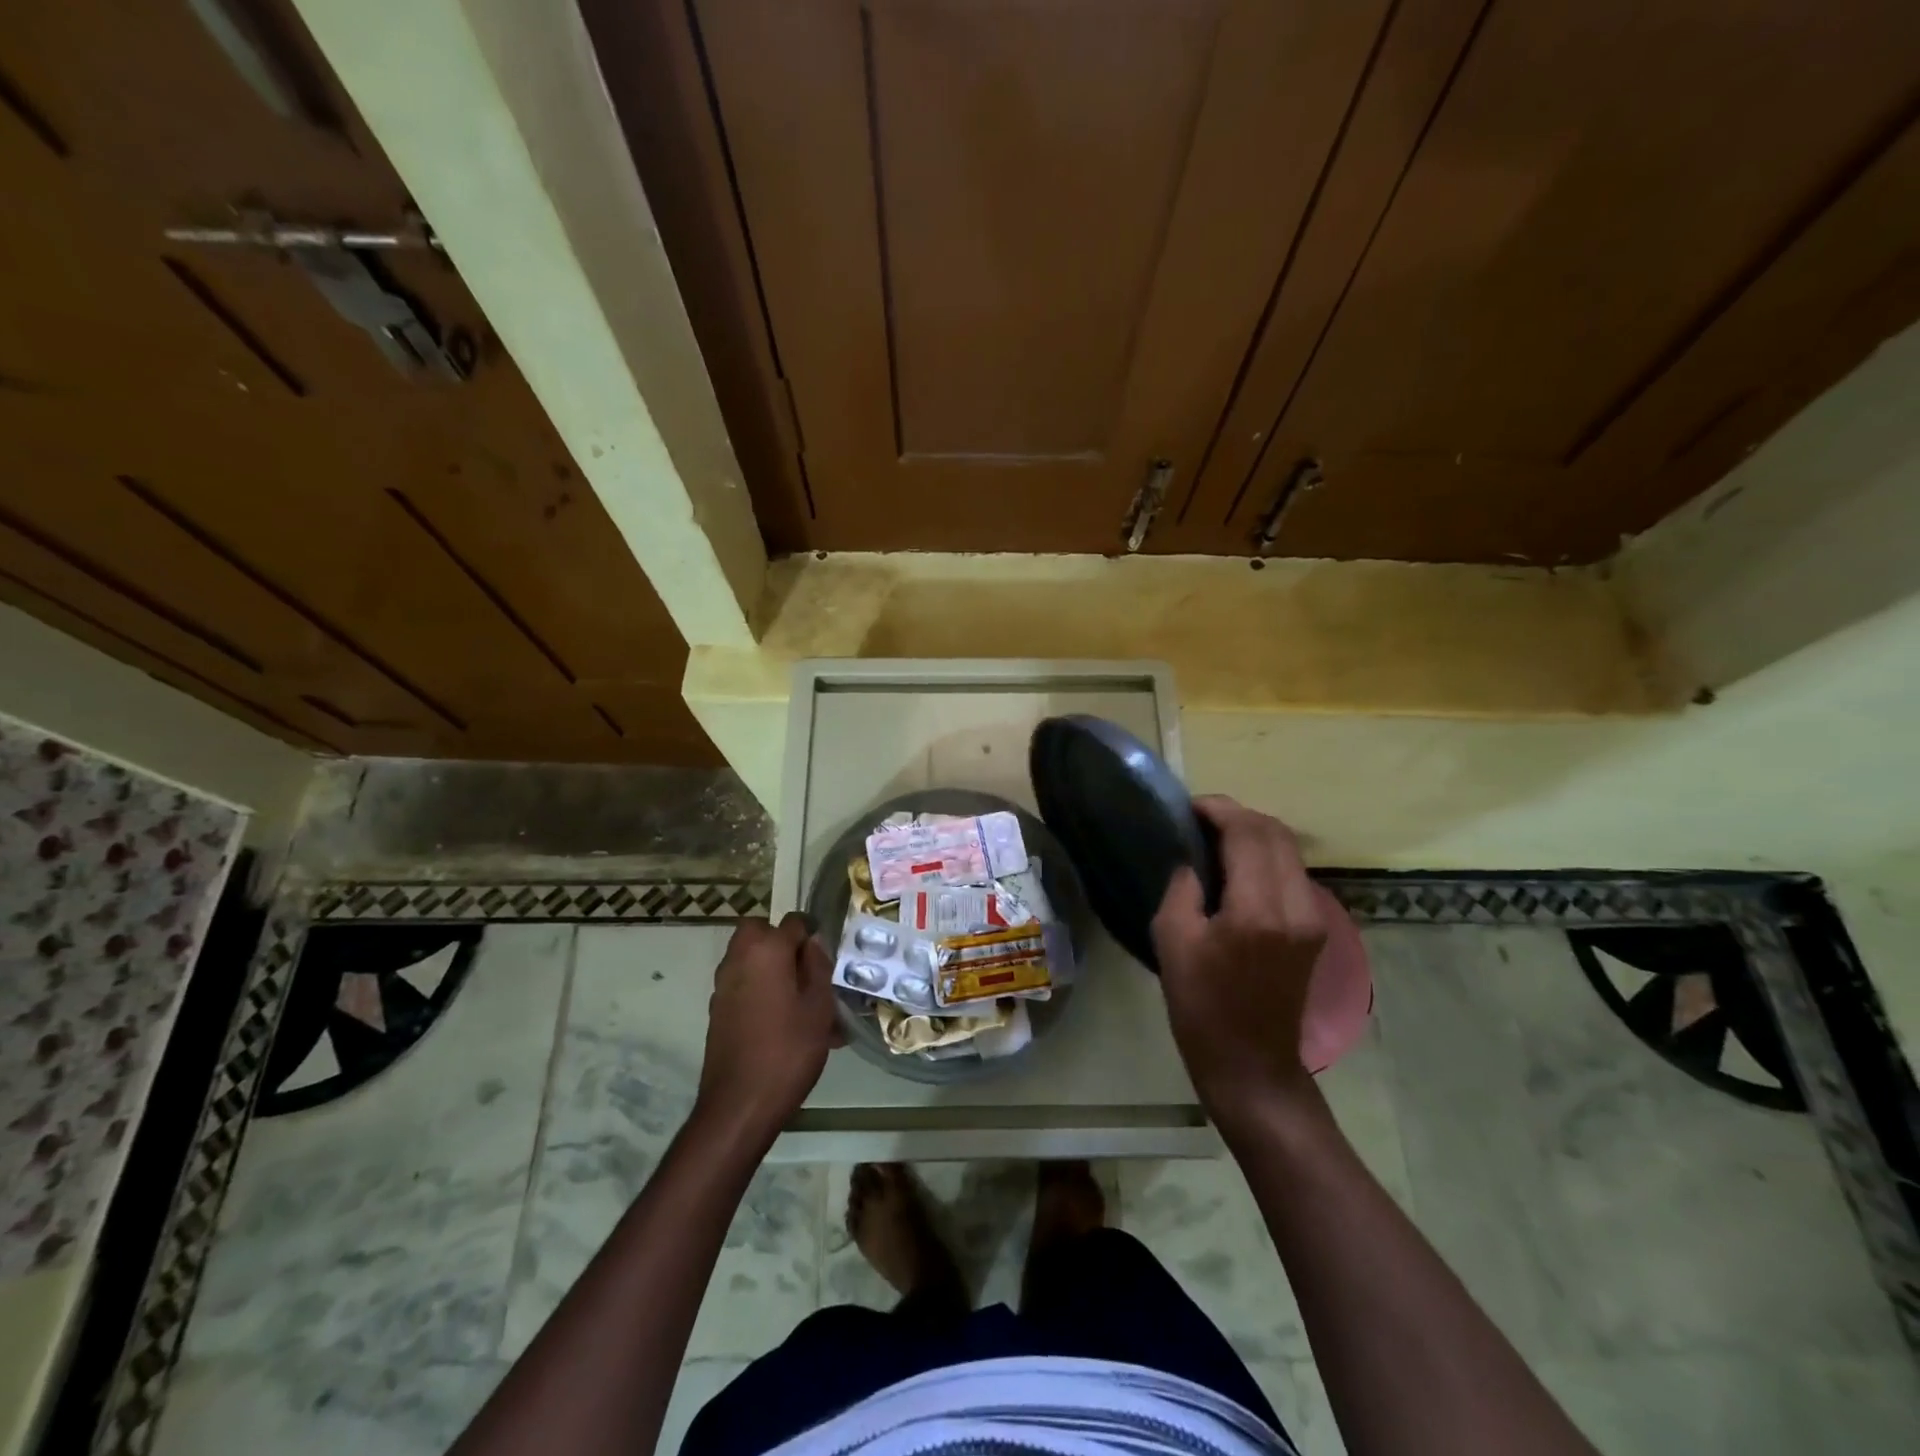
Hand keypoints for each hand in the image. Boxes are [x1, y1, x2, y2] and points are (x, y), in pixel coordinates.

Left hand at [696, 914, 840, 1138]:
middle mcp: (738, 959)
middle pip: (760, 932)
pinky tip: (782, 1023)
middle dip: (783, 943)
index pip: (793, 922)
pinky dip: (761, 990)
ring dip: (771, 967)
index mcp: (766, 950)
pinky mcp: (718, 1010)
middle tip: (806, 971)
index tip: (827, 959)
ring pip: (751, 959)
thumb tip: (812, 942)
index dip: (813, 935)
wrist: (739, 1105)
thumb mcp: (818, 1007)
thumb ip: (817, 967)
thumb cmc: (788, 1050)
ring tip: (800, 1002)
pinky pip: (744, 985)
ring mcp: (723, 985)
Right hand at [1151, 797, 1325, 1123]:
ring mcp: (1313, 918)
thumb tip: (1192, 861)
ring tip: (1215, 839)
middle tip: (1200, 819)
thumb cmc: (1201, 1007)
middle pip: (1276, 833)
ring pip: (1289, 850)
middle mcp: (1296, 906)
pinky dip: (1265, 856)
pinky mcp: (1315, 929)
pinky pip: (1292, 873)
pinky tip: (1237, 867)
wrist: (1251, 1065)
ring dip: (1254, 834)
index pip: (1247, 833)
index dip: (1218, 809)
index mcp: (1257, 911)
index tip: (1188, 807)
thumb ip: (1182, 888)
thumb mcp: (1172, 941)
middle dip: (1238, 815)